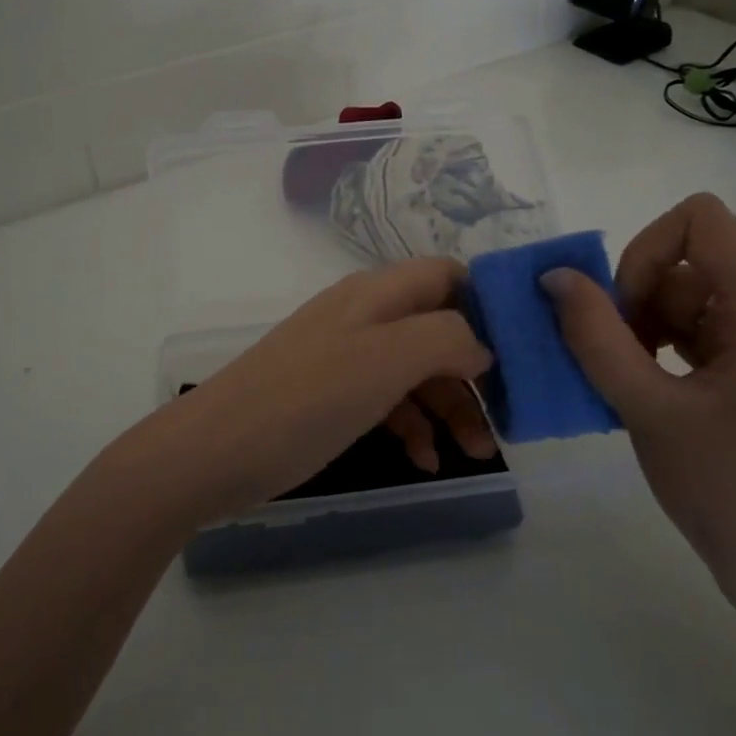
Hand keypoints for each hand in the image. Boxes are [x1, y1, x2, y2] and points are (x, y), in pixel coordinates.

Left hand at [145, 259, 496, 522]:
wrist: (215, 451)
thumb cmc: (306, 399)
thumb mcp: (385, 360)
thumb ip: (446, 337)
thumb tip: (481, 345)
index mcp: (377, 294)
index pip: (447, 275)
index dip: (487, 304)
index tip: (520, 352)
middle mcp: (364, 316)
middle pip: (439, 329)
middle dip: (475, 373)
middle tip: (504, 423)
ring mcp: (346, 356)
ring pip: (417, 370)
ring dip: (450, 407)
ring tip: (474, 453)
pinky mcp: (331, 395)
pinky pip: (387, 400)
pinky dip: (412, 426)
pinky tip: (424, 460)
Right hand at [539, 193, 735, 617]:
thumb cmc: (731, 491)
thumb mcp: (650, 411)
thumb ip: (597, 338)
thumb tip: (555, 276)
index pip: (701, 220)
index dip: (645, 249)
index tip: (623, 310)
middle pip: (689, 259)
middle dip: (637, 296)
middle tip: (616, 357)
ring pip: (687, 296)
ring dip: (642, 326)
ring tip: (628, 383)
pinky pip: (697, 331)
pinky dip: (658, 348)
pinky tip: (641, 392)